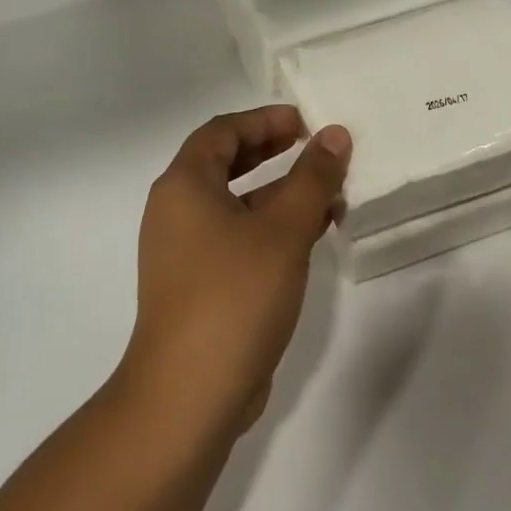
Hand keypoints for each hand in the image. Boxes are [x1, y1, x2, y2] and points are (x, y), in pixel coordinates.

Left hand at [125, 107, 350, 438]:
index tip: (305, 122)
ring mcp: (184, 252)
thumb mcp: (283, 230)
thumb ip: (312, 178)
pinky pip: (237, 239)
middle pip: (224, 165)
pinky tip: (312, 236)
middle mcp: (176, 212)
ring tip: (329, 194)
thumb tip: (334, 135)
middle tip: (313, 147)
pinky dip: (271, 229)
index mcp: (184, 186)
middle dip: (271, 152)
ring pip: (235, 206)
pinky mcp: (199, 285)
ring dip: (279, 195)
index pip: (221, 132)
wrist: (191, 390)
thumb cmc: (234, 294)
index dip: (263, 120)